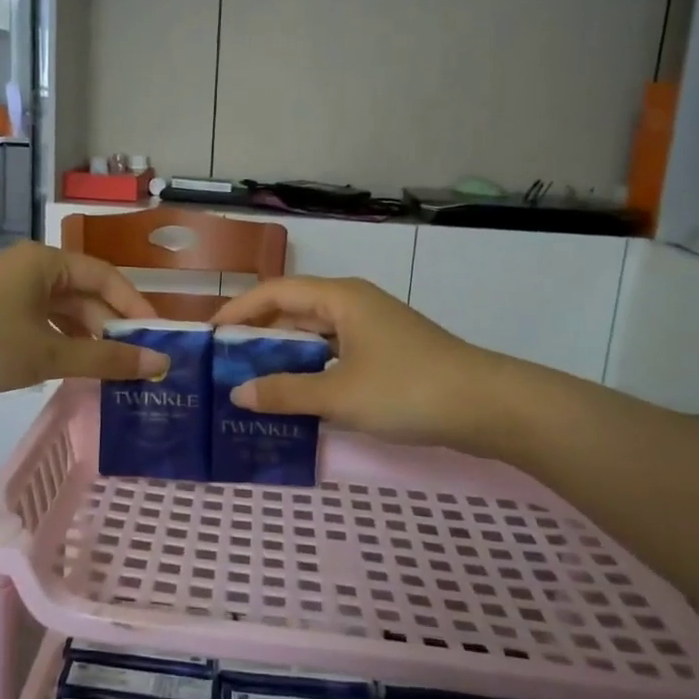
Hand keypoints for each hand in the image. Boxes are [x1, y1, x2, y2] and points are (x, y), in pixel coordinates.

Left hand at [0, 242, 167, 398]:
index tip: (157, 338)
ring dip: (88, 336)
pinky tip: (74, 365)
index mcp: (47, 262)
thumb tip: (158, 363)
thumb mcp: (51, 353)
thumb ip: (106, 358)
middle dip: (111, 325)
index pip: (107, 277)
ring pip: (64, 309)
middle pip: (86, 292)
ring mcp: (11, 288)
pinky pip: (43, 320)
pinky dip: (63, 340)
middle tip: (137, 360)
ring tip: (111, 368)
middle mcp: (31, 267)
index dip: (135, 307)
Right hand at [211, 277, 546, 454]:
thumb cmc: (408, 389)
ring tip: (251, 378)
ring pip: (315, 334)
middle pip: (294, 309)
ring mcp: (373, 329)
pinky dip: (311, 368)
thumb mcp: (339, 395)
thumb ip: (285, 392)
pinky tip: (296, 394)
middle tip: (224, 361)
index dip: (239, 310)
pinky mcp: (387, 354)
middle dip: (258, 332)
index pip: (275, 292)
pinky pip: (334, 353)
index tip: (209, 334)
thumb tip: (238, 394)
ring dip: (284, 353)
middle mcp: (354, 304)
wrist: (489, 406)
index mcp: (340, 298)